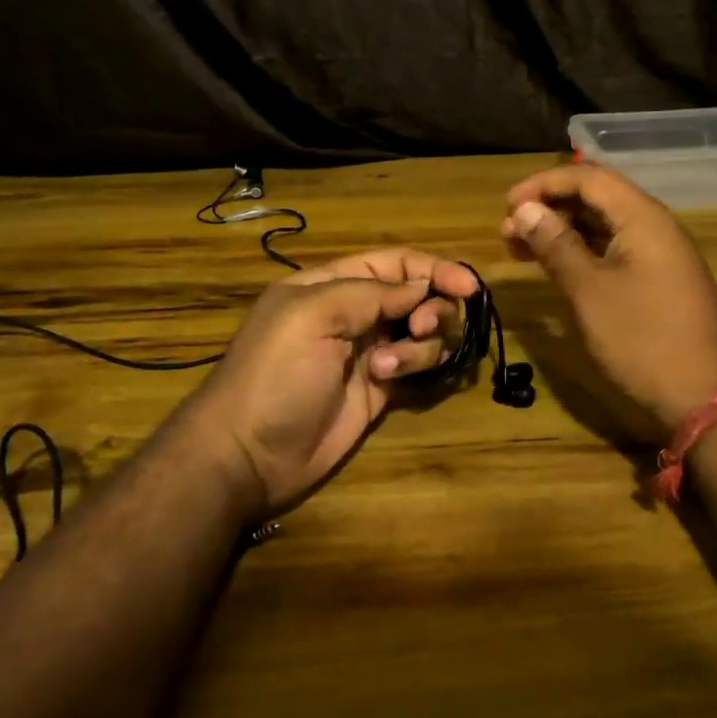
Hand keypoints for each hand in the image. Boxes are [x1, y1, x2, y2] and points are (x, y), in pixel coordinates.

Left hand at [178, 249, 478, 515]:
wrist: (249, 454)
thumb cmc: (275, 373)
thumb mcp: (313, 315)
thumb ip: (371, 293)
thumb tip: (421, 289)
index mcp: (332, 285)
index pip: (394, 263)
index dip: (433, 268)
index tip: (467, 285)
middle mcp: (355, 314)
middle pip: (417, 295)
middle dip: (432, 307)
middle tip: (422, 328)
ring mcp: (369, 353)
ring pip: (424, 332)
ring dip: (421, 344)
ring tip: (388, 368)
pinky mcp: (381, 390)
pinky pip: (419, 366)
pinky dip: (418, 366)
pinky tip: (391, 381)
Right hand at [502, 167, 716, 432]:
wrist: (704, 396)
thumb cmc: (642, 340)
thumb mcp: (590, 292)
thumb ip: (557, 245)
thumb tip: (525, 210)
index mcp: (643, 218)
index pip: (588, 178)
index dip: (543, 185)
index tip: (506, 205)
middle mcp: (655, 226)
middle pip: (597, 198)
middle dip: (550, 208)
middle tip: (508, 232)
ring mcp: (661, 254)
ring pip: (605, 226)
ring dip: (563, 232)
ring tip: (522, 249)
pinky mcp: (660, 280)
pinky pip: (616, 250)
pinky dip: (583, 253)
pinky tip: (557, 268)